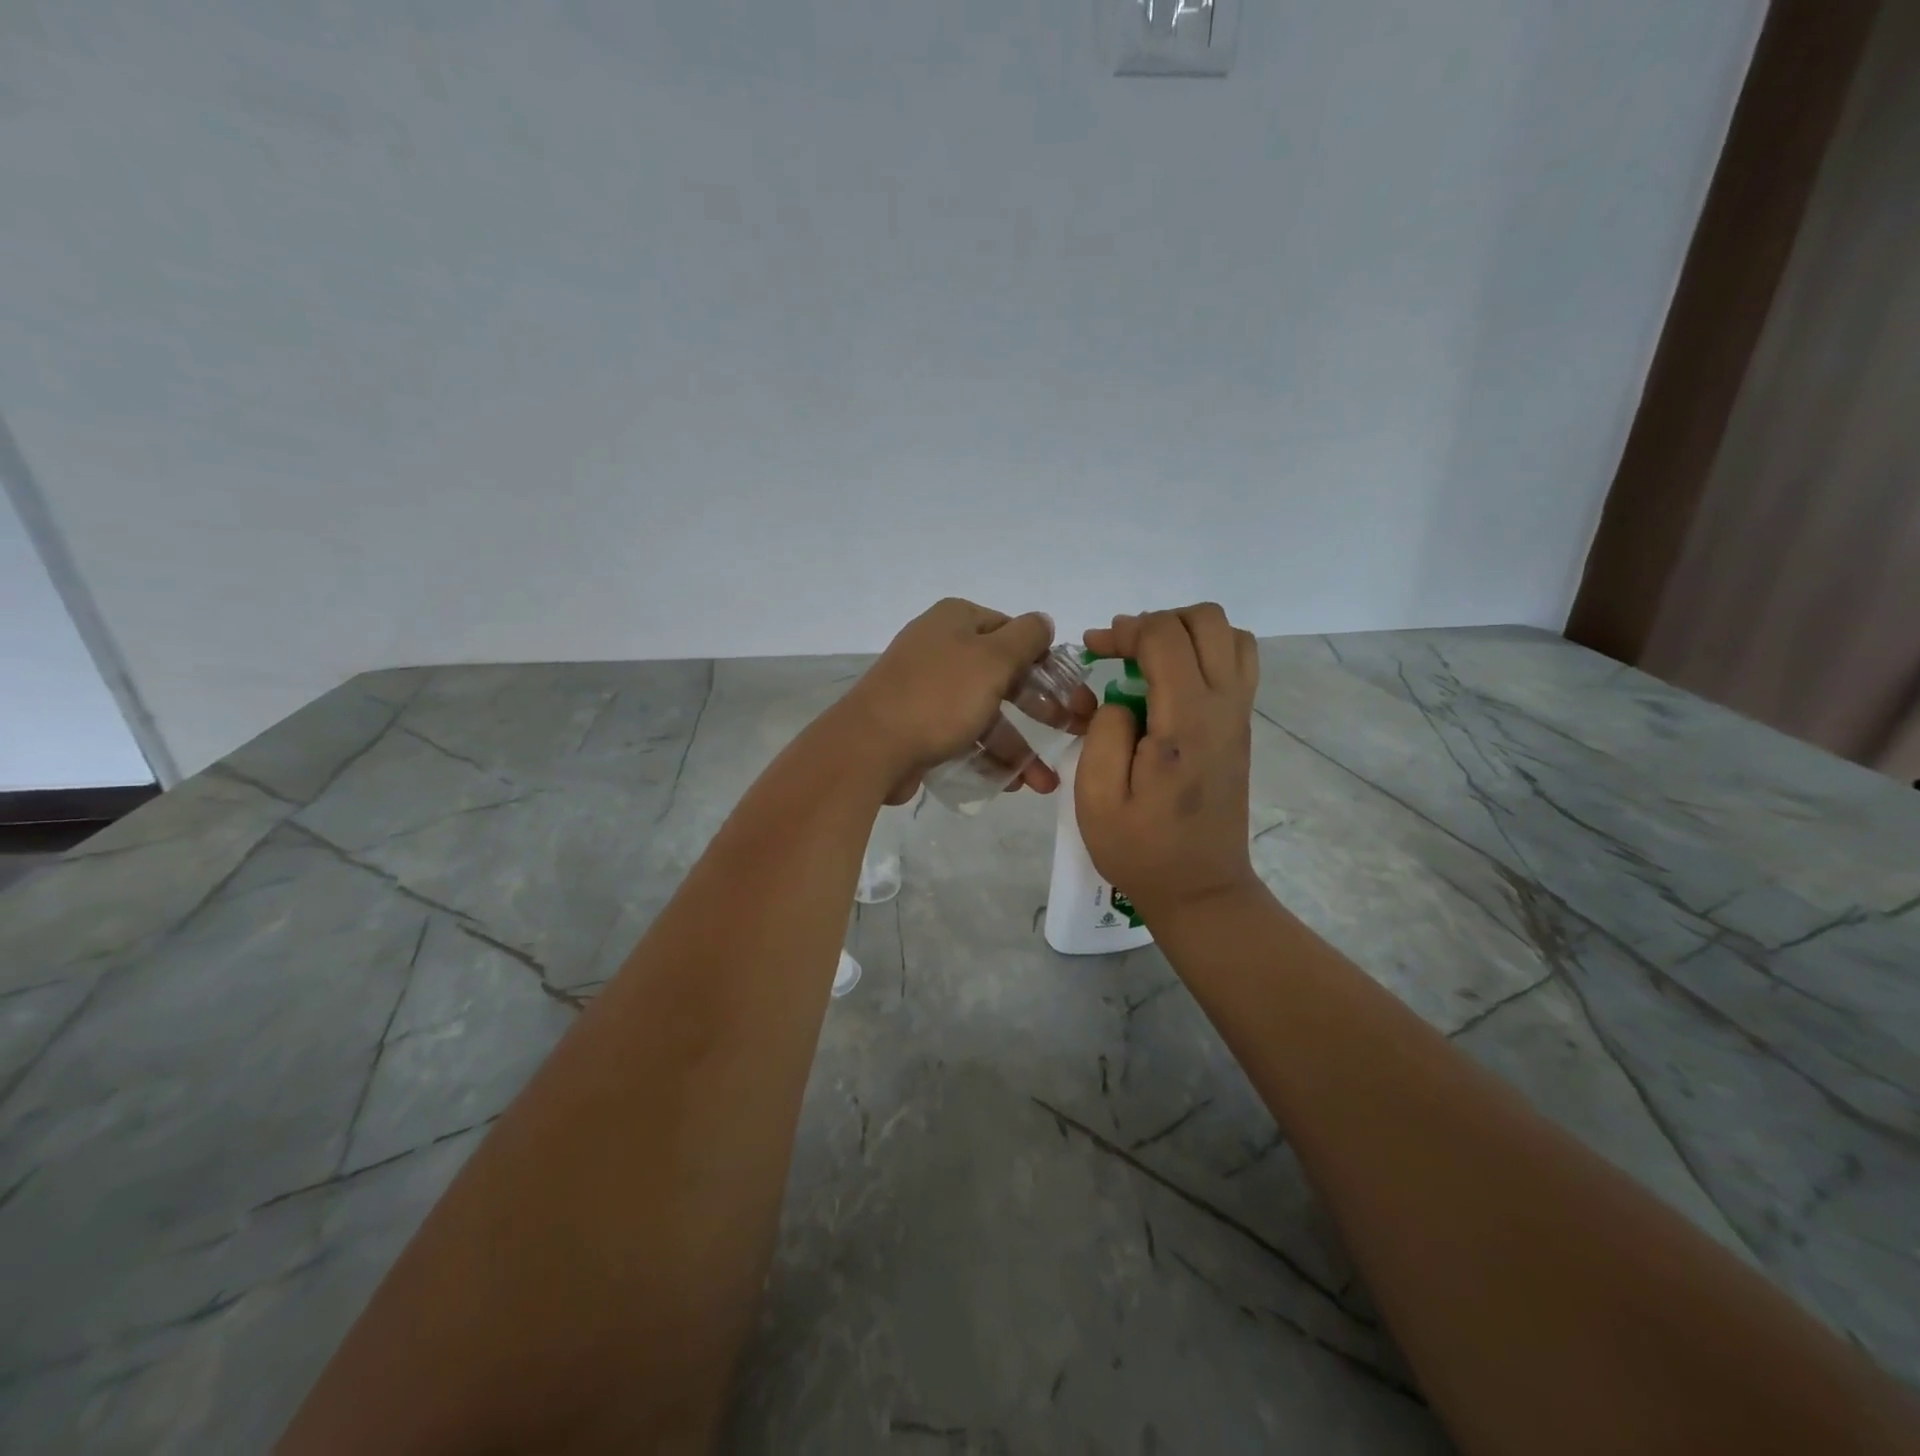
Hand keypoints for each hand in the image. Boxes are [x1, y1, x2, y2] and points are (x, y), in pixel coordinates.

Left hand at [840, 598, 1081, 804]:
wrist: (869, 747)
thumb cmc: (939, 696)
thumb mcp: (993, 658)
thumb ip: (1026, 637)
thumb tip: (1044, 622)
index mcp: (956, 621)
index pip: (1014, 632)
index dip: (1047, 661)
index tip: (1073, 693)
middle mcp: (941, 648)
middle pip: (1004, 675)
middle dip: (1040, 709)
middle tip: (1072, 732)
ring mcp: (927, 689)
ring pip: (986, 713)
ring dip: (1019, 747)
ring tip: (1045, 783)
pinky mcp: (918, 725)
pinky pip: (963, 736)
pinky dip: (988, 757)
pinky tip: (1013, 783)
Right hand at [1076, 604, 1264, 923]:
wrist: (1200, 889)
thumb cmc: (1141, 849)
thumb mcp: (1097, 798)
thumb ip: (1104, 733)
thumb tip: (1121, 701)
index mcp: (1186, 722)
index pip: (1165, 637)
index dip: (1125, 630)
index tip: (1094, 651)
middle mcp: (1223, 707)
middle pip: (1207, 620)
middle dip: (1156, 621)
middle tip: (1120, 651)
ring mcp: (1239, 716)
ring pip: (1230, 635)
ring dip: (1185, 633)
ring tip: (1147, 660)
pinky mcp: (1241, 729)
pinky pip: (1236, 663)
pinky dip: (1203, 652)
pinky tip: (1168, 683)